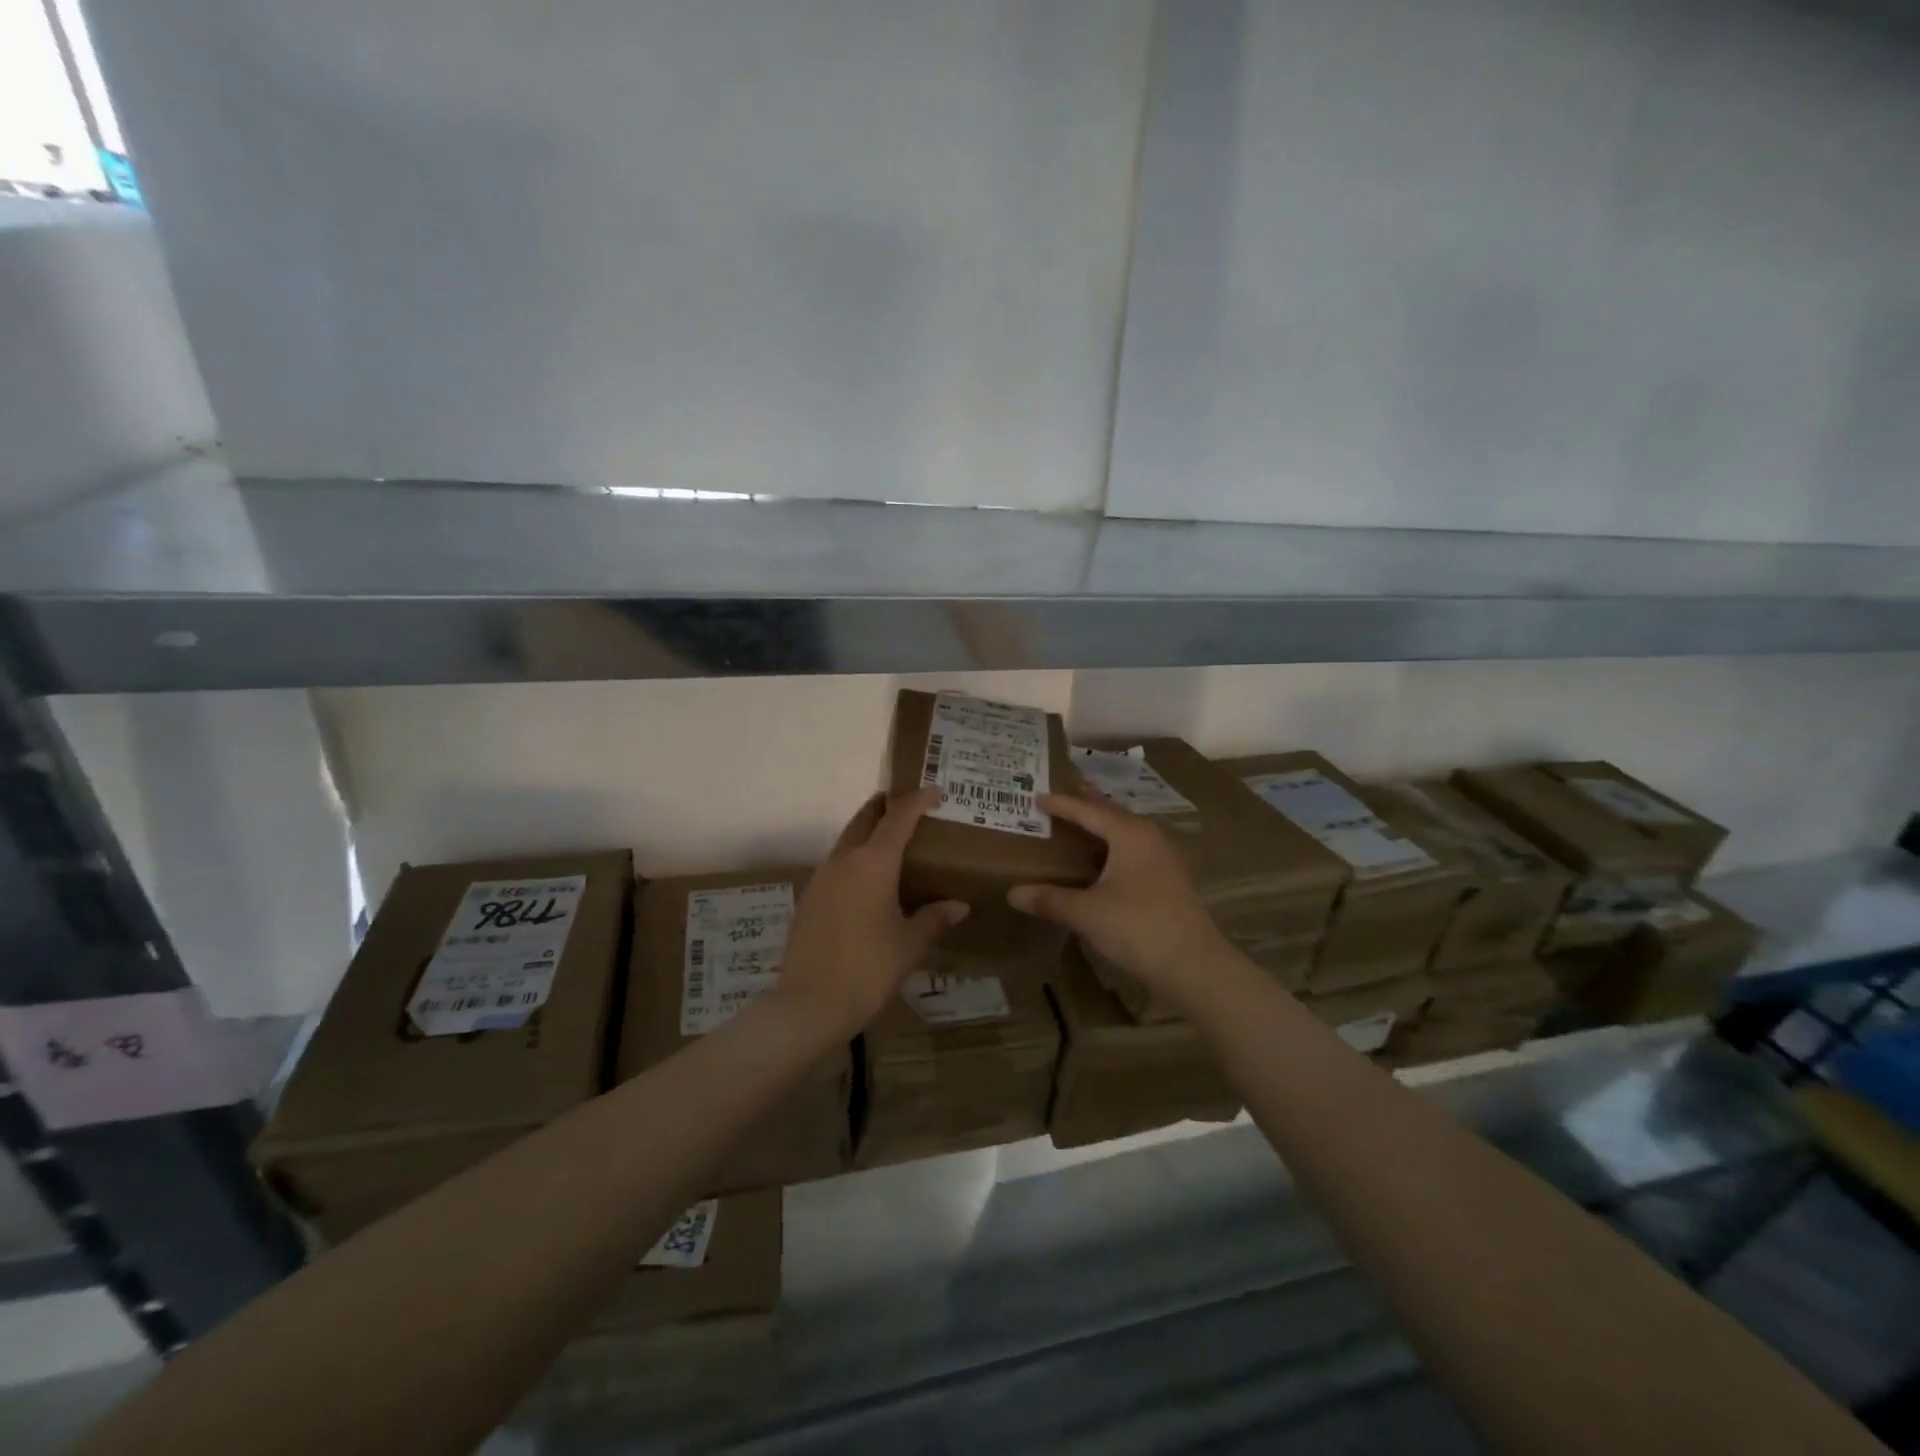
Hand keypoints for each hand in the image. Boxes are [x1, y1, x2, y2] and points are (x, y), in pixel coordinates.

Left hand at [775, 787, 968, 1035]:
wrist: (809, 1004)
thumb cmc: (868, 968)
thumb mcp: (909, 945)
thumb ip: (933, 919)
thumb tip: (958, 906)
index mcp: (873, 864)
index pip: (898, 818)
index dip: (916, 801)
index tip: (933, 791)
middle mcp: (843, 861)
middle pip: (864, 820)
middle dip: (884, 808)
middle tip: (905, 805)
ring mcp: (821, 879)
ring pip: (846, 842)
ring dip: (866, 833)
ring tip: (889, 843)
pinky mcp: (808, 900)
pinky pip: (835, 866)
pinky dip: (853, 860)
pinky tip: (865, 882)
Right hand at [1008, 790, 1238, 1012]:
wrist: (1195, 966)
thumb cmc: (1138, 928)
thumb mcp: (1087, 913)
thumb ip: (1050, 899)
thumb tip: (1013, 893)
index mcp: (1129, 834)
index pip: (1088, 810)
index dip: (1061, 804)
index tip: (1037, 795)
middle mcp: (1149, 837)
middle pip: (1111, 813)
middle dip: (1085, 804)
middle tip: (1060, 794)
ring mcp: (1163, 858)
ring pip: (1125, 831)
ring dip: (1101, 824)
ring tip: (1078, 821)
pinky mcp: (1169, 879)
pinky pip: (1133, 849)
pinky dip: (1112, 845)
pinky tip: (1102, 859)